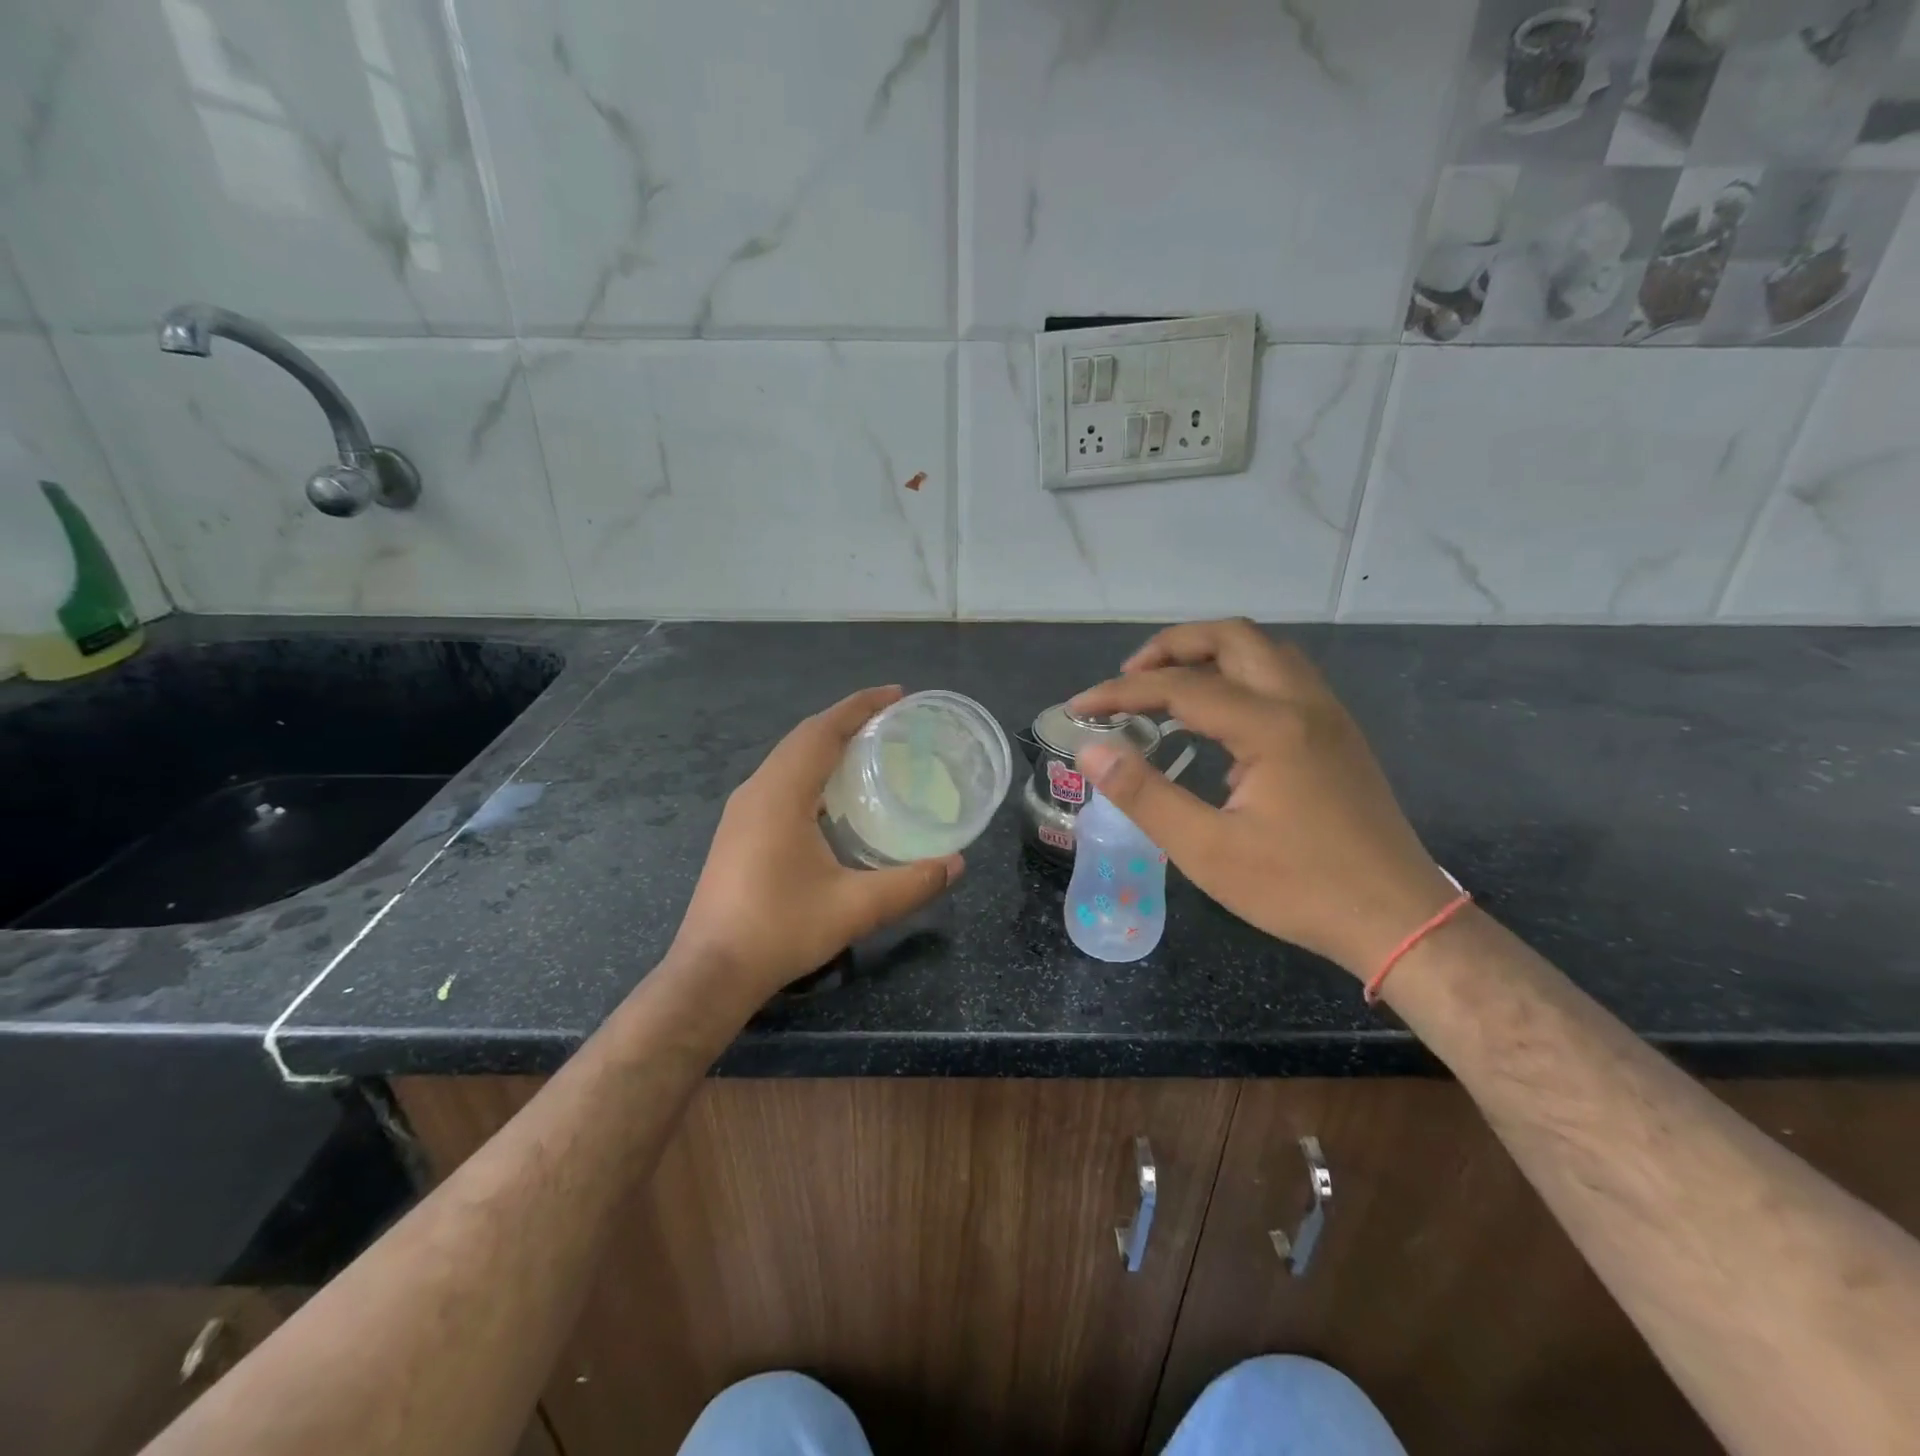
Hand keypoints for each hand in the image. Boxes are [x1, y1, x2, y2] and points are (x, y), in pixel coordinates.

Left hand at [671, 686, 963, 1001]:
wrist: (711, 972)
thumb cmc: (780, 931)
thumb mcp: (855, 908)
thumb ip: (910, 884)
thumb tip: (957, 864)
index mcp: (781, 794)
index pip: (823, 731)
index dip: (860, 707)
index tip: (898, 694)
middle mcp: (756, 791)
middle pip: (804, 737)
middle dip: (847, 720)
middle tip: (892, 719)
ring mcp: (742, 811)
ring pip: (789, 758)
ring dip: (827, 744)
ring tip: (869, 748)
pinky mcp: (738, 831)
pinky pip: (780, 780)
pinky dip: (812, 769)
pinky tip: (834, 795)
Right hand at [1071, 620, 1456, 977]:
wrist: (1398, 919)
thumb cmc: (1298, 888)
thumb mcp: (1207, 850)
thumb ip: (1144, 794)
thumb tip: (1092, 750)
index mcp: (1271, 727)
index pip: (1181, 686)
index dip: (1121, 692)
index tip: (1079, 708)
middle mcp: (1303, 703)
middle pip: (1232, 638)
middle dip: (1171, 647)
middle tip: (1129, 679)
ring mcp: (1327, 715)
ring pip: (1264, 651)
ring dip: (1210, 654)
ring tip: (1167, 686)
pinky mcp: (1337, 733)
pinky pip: (1283, 676)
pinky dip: (1239, 674)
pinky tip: (1218, 718)